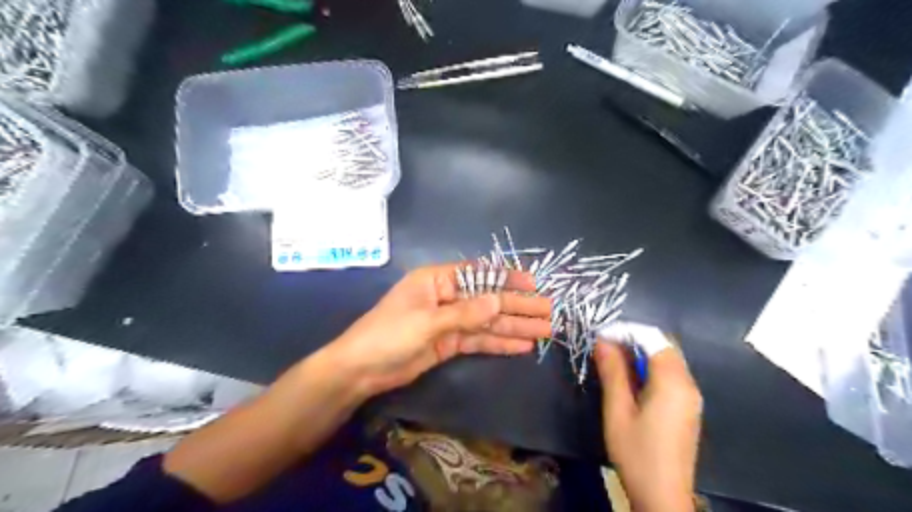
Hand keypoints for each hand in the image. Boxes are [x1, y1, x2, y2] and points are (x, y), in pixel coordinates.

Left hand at [333, 263, 551, 398]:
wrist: (361, 370)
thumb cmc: (388, 334)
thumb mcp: (427, 321)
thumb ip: (465, 313)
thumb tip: (499, 301)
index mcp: (436, 281)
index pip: (477, 274)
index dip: (506, 278)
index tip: (532, 283)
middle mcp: (446, 297)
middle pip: (487, 300)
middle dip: (517, 306)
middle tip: (547, 311)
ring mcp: (449, 322)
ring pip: (486, 322)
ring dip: (514, 326)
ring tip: (544, 330)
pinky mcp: (449, 343)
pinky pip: (478, 340)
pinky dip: (498, 343)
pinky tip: (521, 345)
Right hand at [596, 335, 698, 510]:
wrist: (663, 496)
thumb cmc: (636, 452)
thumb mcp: (618, 410)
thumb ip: (612, 372)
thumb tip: (603, 340)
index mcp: (673, 383)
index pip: (654, 339)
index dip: (627, 331)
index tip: (601, 336)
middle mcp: (688, 384)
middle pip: (664, 347)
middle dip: (634, 340)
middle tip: (605, 348)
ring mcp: (691, 397)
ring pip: (667, 360)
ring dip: (640, 354)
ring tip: (613, 362)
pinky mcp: (687, 408)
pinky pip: (670, 375)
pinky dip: (649, 369)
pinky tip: (630, 381)